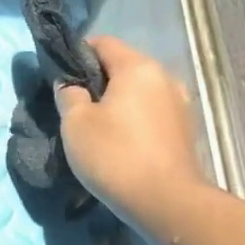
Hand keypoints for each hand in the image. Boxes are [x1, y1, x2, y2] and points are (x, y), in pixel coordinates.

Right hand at [56, 36, 207, 216]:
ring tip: (96, 127)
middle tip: (74, 107)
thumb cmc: (114, 155)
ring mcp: (179, 104)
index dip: (77, 54)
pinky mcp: (184, 129)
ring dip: (116, 102)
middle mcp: (164, 77)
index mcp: (138, 68)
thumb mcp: (76, 124)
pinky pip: (151, 113)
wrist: (165, 201)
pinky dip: (133, 119)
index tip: (60, 77)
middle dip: (97, 81)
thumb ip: (69, 95)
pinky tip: (120, 142)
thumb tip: (70, 85)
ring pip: (138, 92)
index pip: (103, 43)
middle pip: (123, 67)